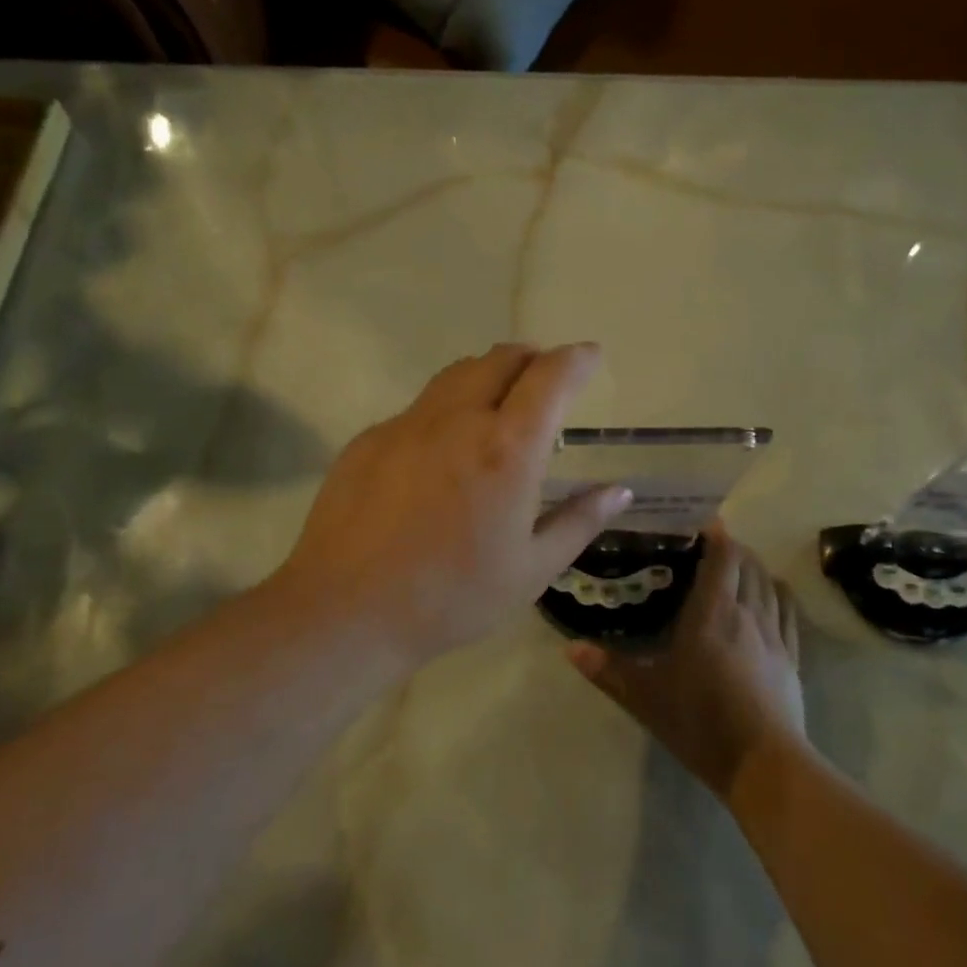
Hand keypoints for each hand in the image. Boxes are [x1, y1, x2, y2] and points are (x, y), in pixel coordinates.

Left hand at [276, 343, 630, 666]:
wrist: (347, 610)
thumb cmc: (452, 597)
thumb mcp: (532, 569)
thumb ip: (579, 521)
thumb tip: (619, 490)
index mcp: (507, 449)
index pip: (550, 376)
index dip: (577, 359)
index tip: (591, 356)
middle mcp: (458, 420)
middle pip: (500, 358)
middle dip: (532, 358)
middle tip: (545, 379)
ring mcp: (407, 425)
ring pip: (457, 375)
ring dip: (488, 374)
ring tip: (499, 402)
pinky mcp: (369, 439)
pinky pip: (419, 409)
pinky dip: (446, 411)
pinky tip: (441, 453)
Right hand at [566, 525, 805, 798]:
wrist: (763, 763)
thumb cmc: (699, 721)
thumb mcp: (646, 697)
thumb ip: (608, 670)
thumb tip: (570, 649)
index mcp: (712, 613)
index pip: (723, 557)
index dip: (717, 536)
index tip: (702, 527)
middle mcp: (747, 612)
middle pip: (748, 565)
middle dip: (734, 550)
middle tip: (712, 549)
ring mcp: (774, 635)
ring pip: (770, 584)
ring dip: (756, 568)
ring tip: (740, 568)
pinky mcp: (792, 658)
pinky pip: (789, 612)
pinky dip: (780, 593)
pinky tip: (774, 594)